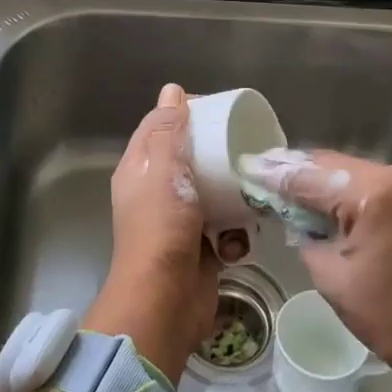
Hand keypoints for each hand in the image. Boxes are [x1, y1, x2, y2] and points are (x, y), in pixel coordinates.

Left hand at [86, 84, 239, 380]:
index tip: (217, 108)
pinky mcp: (202, 247)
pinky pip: (226, 227)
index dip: (184, 112)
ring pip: (214, 193)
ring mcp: (180, 221)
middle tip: (246, 147)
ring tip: (251, 194)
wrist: (166, 302)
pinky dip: (235, 234)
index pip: (159, 127)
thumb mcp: (163, 172)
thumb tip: (171, 90)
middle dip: (219, 155)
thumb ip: (168, 132)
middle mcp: (157, 192)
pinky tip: (239, 240)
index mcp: (140, 170)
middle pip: (190, 158)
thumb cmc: (161, 229)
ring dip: (234, 197)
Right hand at [239, 149, 391, 370]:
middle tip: (254, 175)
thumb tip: (287, 212)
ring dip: (311, 178)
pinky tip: (309, 197)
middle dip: (291, 171)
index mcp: (371, 194)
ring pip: (342, 169)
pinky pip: (359, 182)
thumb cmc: (389, 316)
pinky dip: (334, 188)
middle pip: (327, 163)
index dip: (273, 175)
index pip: (309, 176)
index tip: (243, 169)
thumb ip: (303, 233)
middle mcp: (390, 175)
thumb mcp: (331, 275)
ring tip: (274, 185)